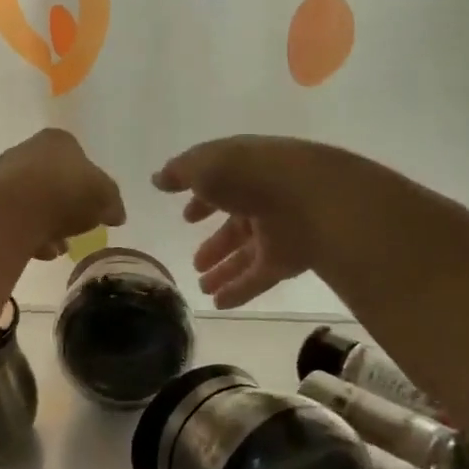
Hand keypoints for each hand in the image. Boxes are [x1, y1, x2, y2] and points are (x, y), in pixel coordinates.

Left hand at [0, 129, 126, 259]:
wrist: (14, 211)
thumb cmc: (66, 192)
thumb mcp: (105, 197)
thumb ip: (112, 203)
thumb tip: (116, 214)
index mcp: (57, 140)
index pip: (78, 157)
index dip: (89, 184)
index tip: (95, 207)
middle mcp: (27, 150)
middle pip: (53, 180)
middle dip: (65, 207)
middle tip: (77, 230)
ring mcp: (4, 175)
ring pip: (33, 202)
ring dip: (47, 225)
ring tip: (59, 248)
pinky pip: (15, 219)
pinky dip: (28, 235)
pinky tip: (40, 252)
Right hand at [152, 136, 326, 308]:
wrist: (310, 198)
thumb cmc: (249, 173)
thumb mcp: (203, 164)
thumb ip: (178, 172)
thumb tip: (158, 179)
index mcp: (243, 170)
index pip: (221, 187)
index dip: (202, 202)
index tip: (187, 218)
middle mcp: (260, 200)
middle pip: (234, 226)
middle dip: (215, 244)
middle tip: (195, 263)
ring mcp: (276, 231)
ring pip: (245, 255)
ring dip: (224, 271)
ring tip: (201, 287)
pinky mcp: (287, 260)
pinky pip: (259, 278)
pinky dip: (239, 291)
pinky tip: (219, 304)